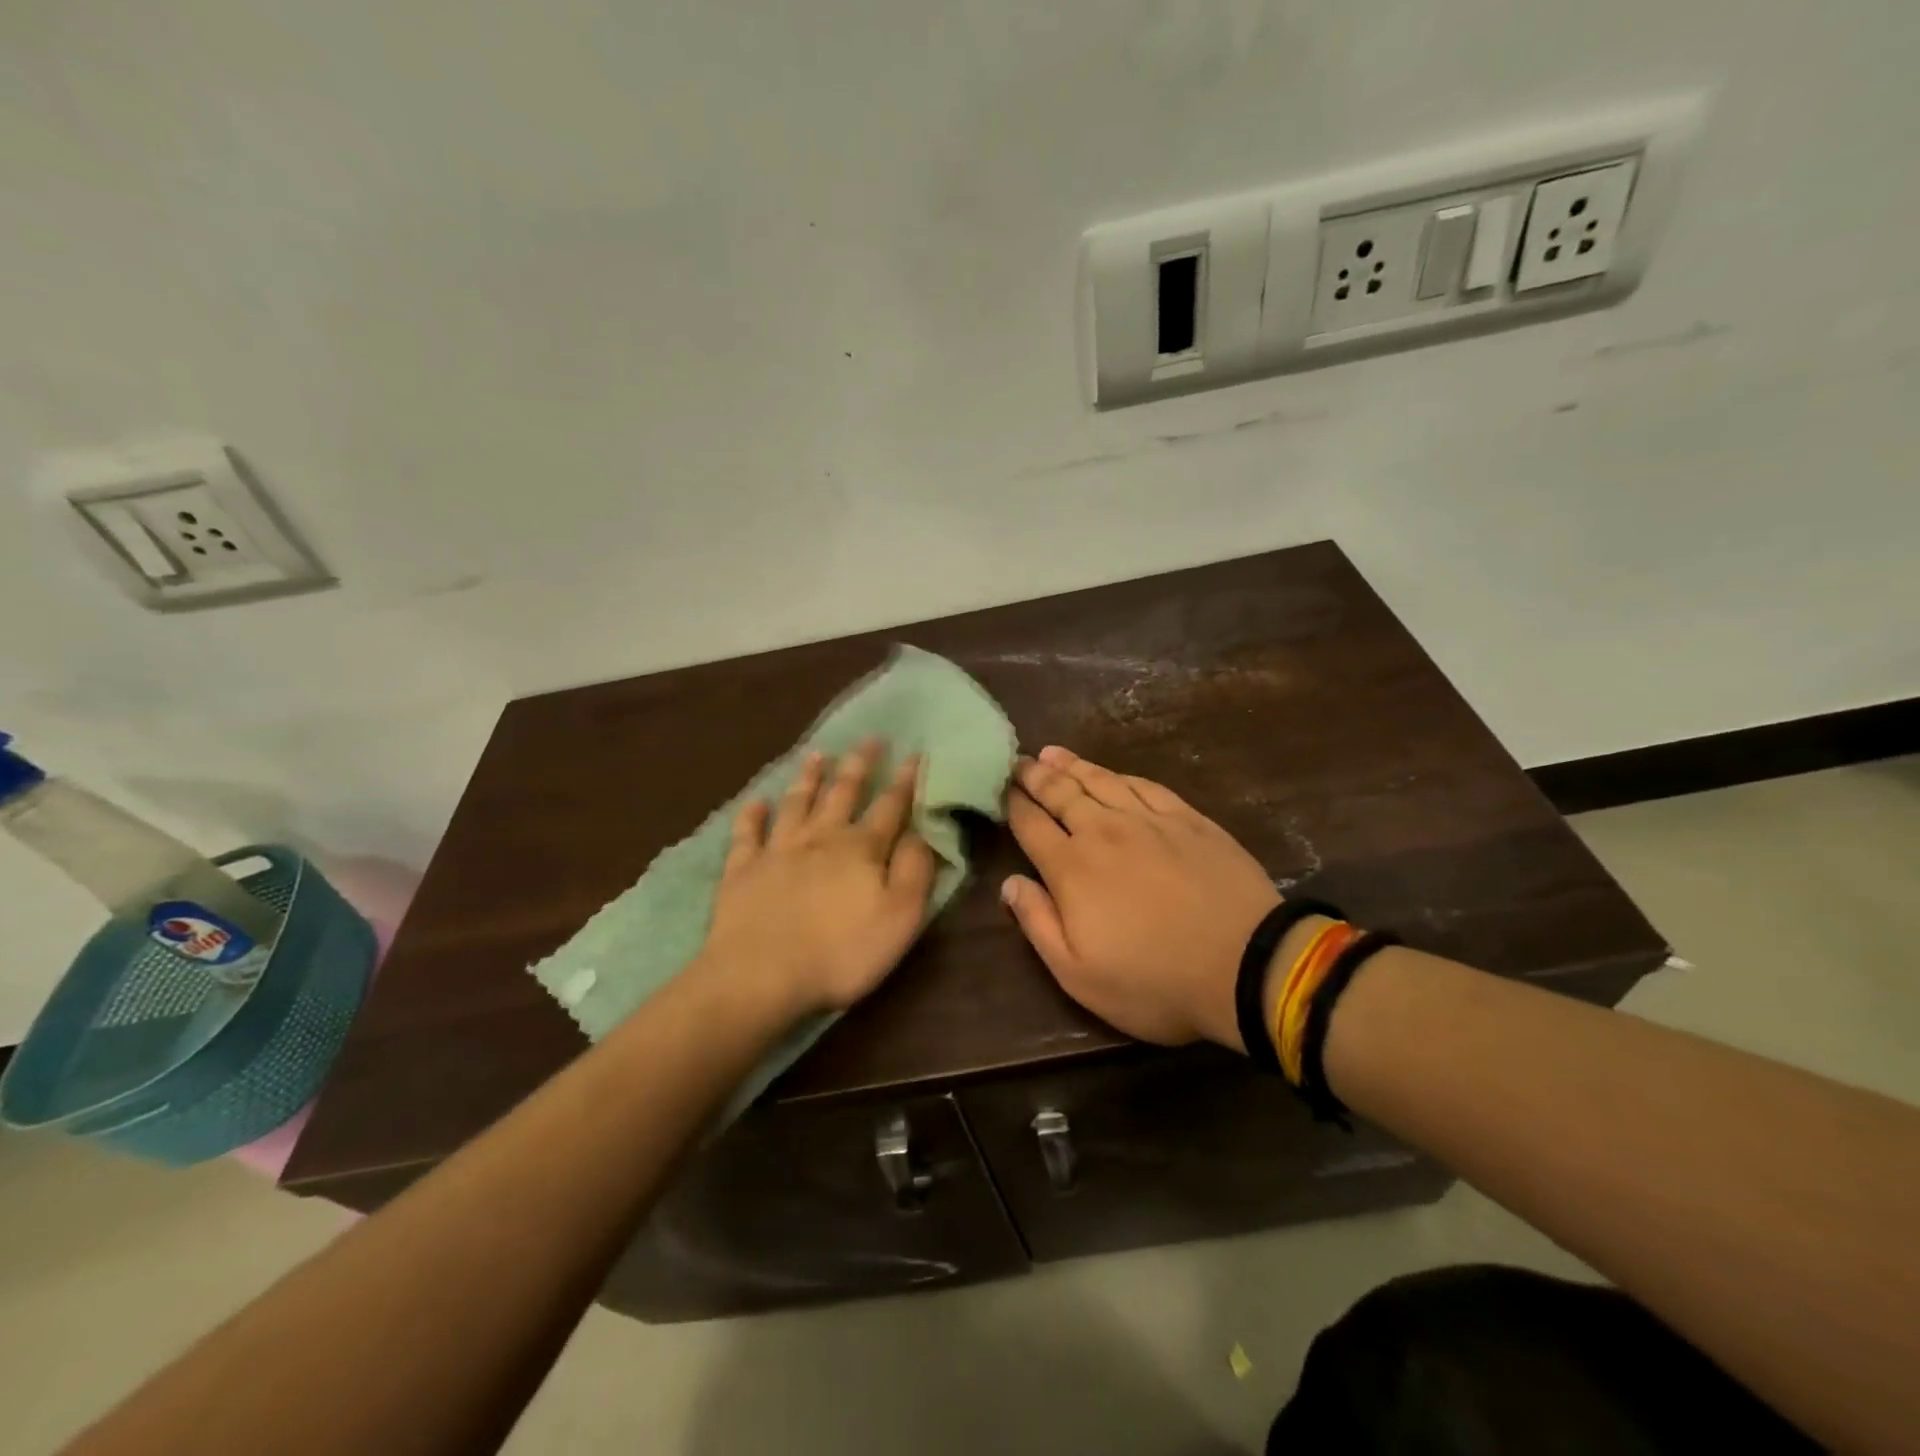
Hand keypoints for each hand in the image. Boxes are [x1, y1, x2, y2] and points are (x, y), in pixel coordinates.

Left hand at [699, 739, 936, 1018]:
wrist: (760, 976)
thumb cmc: (841, 953)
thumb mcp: (899, 917)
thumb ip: (914, 871)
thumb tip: (921, 832)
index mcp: (861, 849)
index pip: (890, 806)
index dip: (905, 780)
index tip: (915, 753)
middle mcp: (820, 837)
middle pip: (842, 792)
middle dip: (859, 764)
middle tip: (869, 738)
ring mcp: (777, 850)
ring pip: (796, 802)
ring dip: (809, 777)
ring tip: (817, 754)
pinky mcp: (742, 869)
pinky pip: (747, 833)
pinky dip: (751, 815)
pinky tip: (755, 802)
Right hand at [1002, 745, 1281, 1049]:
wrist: (1246, 965)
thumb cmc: (1154, 981)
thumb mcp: (1078, 974)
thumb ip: (1038, 923)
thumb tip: (1010, 882)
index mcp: (1072, 868)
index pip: (1032, 825)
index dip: (1013, 804)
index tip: (1001, 787)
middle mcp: (1104, 831)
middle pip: (1061, 794)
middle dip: (1036, 776)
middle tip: (1019, 761)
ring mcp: (1149, 820)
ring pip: (1101, 781)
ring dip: (1072, 766)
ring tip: (1052, 753)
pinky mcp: (1188, 819)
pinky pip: (1145, 785)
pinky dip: (1121, 775)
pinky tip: (1113, 773)